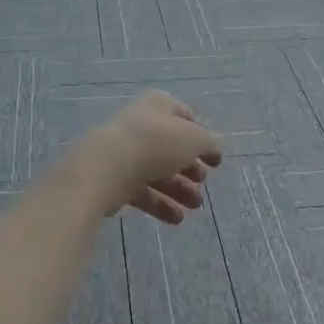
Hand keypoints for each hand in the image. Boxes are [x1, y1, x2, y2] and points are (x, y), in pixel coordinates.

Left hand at [77, 89, 223, 225]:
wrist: (108, 167)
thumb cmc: (156, 144)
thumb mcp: (195, 139)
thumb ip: (210, 143)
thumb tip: (215, 147)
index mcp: (159, 104)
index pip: (185, 116)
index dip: (202, 137)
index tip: (215, 159)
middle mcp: (141, 123)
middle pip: (171, 147)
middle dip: (191, 167)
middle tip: (203, 183)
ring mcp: (126, 151)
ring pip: (158, 170)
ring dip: (179, 189)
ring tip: (195, 206)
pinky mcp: (115, 177)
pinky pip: (142, 190)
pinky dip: (161, 204)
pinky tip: (177, 219)